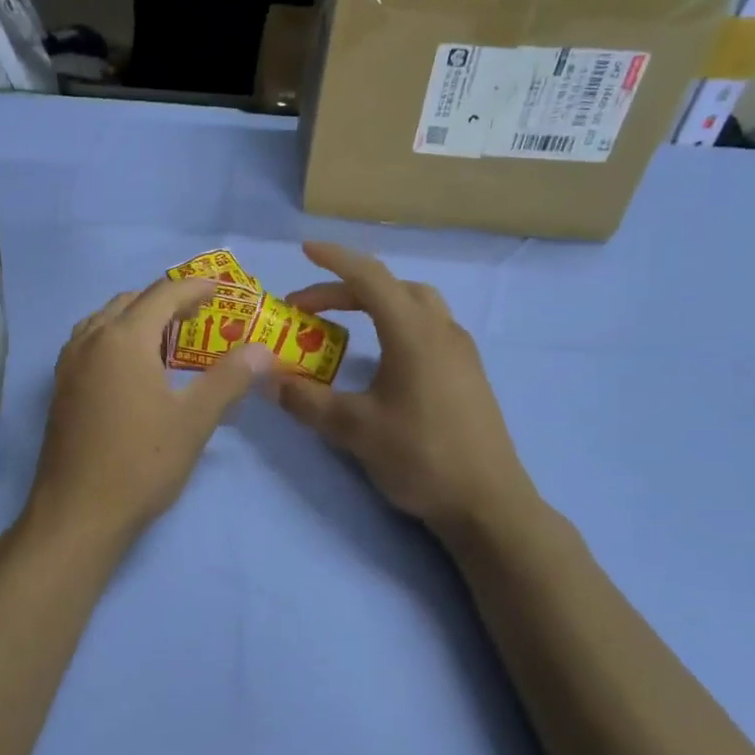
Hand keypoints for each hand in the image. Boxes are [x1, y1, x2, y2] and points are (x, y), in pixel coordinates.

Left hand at [26, 278, 273, 545]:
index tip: (221, 289)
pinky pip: (89, 342)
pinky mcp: (60, 388)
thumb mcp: (194, 420)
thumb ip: (229, 379)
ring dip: (136, 317)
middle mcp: (91, 340)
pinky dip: (115, 337)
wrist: (77, 513)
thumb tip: (262, 350)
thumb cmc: (141, 462)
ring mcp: (69, 364)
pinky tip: (131, 367)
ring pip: (104, 320)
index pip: (163, 294)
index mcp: (124, 338)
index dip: (195, 287)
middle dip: (166, 300)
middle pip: (130, 301)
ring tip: (166, 338)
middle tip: (198, 316)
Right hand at [274, 242, 536, 537]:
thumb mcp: (353, 429)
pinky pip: (428, 327)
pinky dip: (397, 323)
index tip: (305, 249)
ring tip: (345, 323)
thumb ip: (306, 400)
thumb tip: (266, 380)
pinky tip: (383, 356)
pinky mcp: (468, 373)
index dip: (334, 260)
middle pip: (392, 287)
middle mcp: (441, 330)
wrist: (488, 504)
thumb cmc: (420, 457)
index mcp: (413, 333)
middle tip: (308, 308)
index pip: (369, 278)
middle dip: (346, 288)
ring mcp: (460, 351)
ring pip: (415, 304)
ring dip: (376, 302)